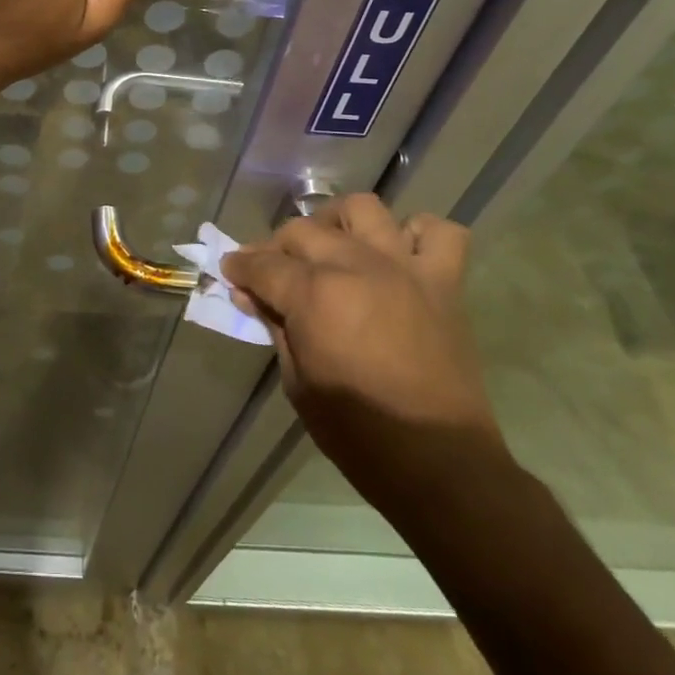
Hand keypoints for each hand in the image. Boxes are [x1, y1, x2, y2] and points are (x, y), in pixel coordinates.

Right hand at [222, 195, 505, 512]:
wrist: (438, 464)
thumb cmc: (357, 432)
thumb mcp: (297, 382)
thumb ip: (274, 327)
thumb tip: (250, 296)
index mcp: (316, 295)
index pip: (262, 264)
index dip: (239, 267)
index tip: (230, 271)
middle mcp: (358, 267)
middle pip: (303, 231)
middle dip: (276, 246)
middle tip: (270, 271)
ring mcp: (404, 269)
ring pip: (364, 210)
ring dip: (338, 223)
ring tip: (331, 248)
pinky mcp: (443, 282)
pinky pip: (438, 232)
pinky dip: (415, 234)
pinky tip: (398, 255)